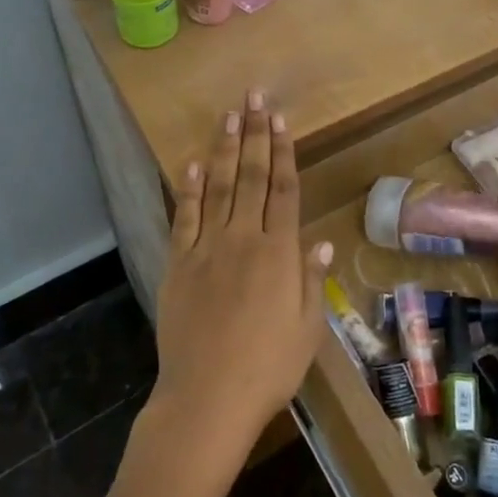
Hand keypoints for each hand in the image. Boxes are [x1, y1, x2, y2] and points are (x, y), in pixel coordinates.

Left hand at [151, 90, 330, 476]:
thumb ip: (311, 280)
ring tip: (228, 115)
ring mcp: (207, 249)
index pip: (284, 189)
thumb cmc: (268, 368)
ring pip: (219, 187)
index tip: (281, 119)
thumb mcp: (307, 329)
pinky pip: (185, 218)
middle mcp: (244, 239)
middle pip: (252, 176)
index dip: (284, 151)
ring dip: (225, 149)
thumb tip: (318, 242)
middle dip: (255, 134)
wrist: (207, 399)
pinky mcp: (179, 265)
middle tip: (255, 97)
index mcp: (279, 252)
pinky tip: (192, 164)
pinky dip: (189, 190)